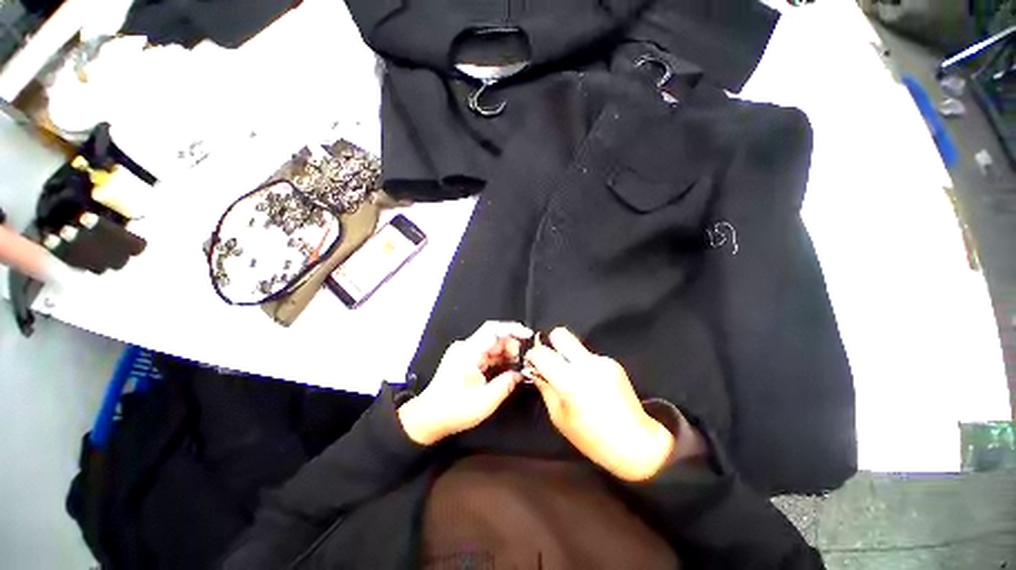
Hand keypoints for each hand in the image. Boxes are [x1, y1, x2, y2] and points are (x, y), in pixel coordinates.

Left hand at [398, 321, 532, 444]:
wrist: (427, 419)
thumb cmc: (453, 410)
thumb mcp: (485, 400)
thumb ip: (506, 384)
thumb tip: (520, 374)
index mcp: (469, 351)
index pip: (493, 329)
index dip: (513, 329)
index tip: (528, 335)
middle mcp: (465, 347)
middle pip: (494, 337)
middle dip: (512, 346)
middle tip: (523, 361)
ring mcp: (464, 353)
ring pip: (491, 346)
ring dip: (506, 354)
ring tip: (517, 367)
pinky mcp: (464, 361)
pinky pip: (485, 354)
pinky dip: (498, 360)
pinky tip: (506, 370)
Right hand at [527, 328, 676, 481]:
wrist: (636, 443)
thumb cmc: (592, 438)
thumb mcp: (559, 417)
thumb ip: (545, 388)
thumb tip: (535, 370)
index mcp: (570, 380)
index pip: (542, 352)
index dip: (533, 355)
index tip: (532, 362)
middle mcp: (586, 364)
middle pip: (560, 334)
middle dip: (551, 343)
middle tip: (550, 360)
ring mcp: (601, 361)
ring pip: (575, 346)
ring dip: (568, 357)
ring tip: (574, 379)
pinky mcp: (613, 362)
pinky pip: (589, 357)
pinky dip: (583, 365)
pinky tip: (590, 384)